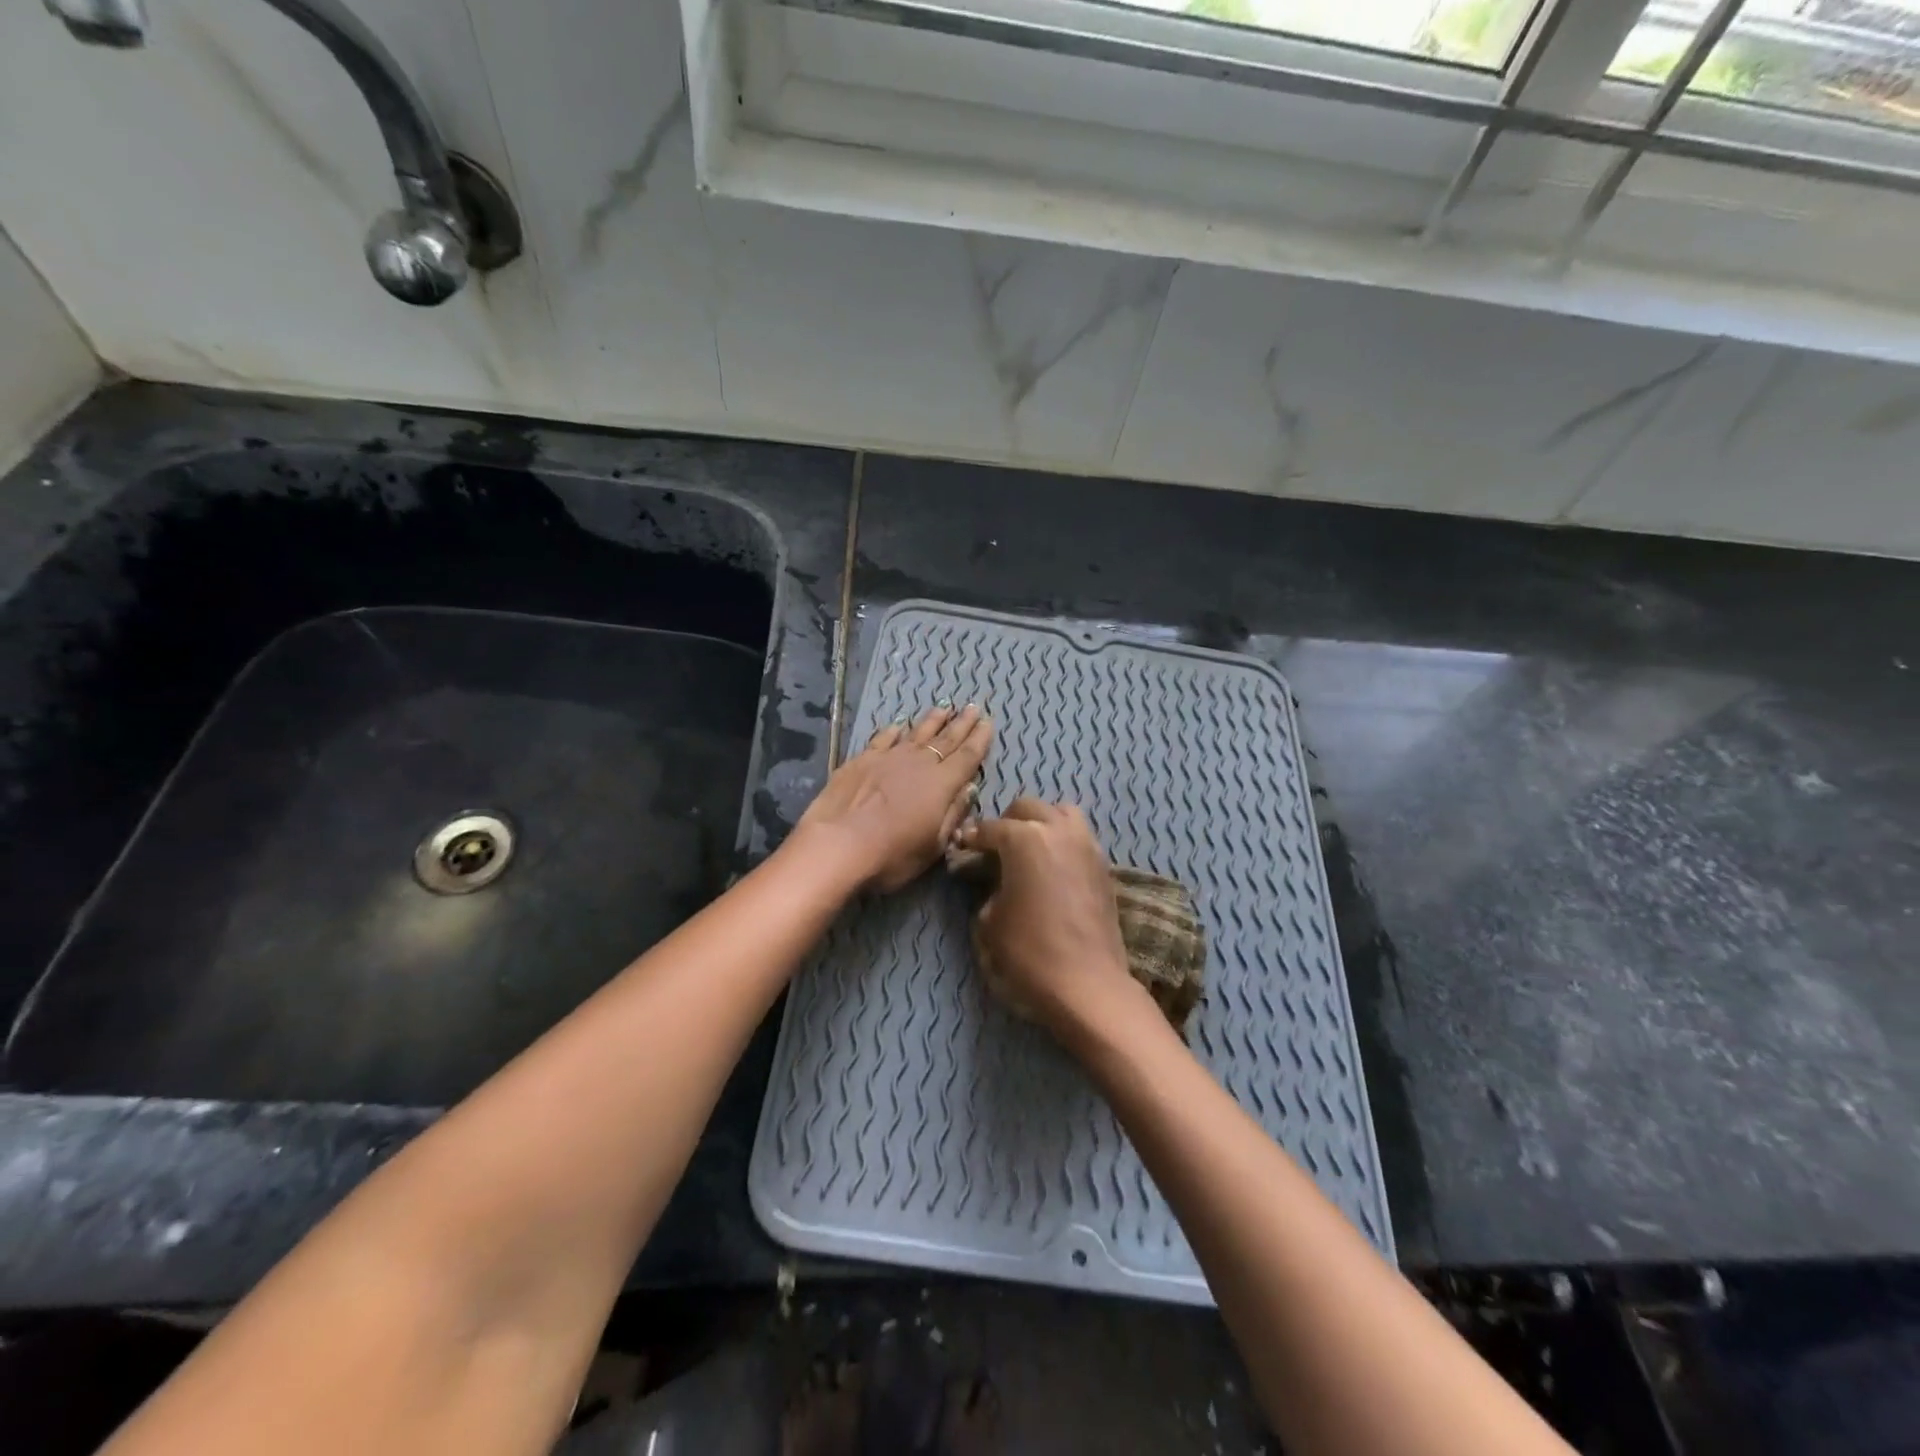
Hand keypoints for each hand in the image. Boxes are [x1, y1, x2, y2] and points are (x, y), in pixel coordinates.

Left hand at [795, 704, 993, 893]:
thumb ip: (953, 814)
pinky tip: (898, 724)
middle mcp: (918, 763)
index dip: (979, 739)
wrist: (837, 844)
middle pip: (945, 739)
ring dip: (932, 720)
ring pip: (916, 733)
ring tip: (944, 708)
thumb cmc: (892, 854)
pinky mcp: (862, 760)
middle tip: (973, 707)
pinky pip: (883, 738)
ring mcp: (888, 758)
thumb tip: (969, 788)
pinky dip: (893, 730)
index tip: (988, 722)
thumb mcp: (933, 845)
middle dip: (961, 724)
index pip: (967, 756)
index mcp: (942, 784)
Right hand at [955, 799, 1136, 1040]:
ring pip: (1061, 813)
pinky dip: (1063, 841)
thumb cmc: (1030, 952)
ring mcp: (1086, 845)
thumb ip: (989, 891)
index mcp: (1025, 838)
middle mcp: (1058, 830)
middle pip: (1028, 808)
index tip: (963, 849)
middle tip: (995, 848)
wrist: (1088, 984)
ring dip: (1041, 822)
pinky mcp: (1104, 865)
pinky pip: (1079, 837)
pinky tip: (1053, 867)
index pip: (990, 828)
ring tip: (1029, 849)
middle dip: (1007, 822)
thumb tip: (996, 884)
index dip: (973, 839)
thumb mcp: (990, 922)